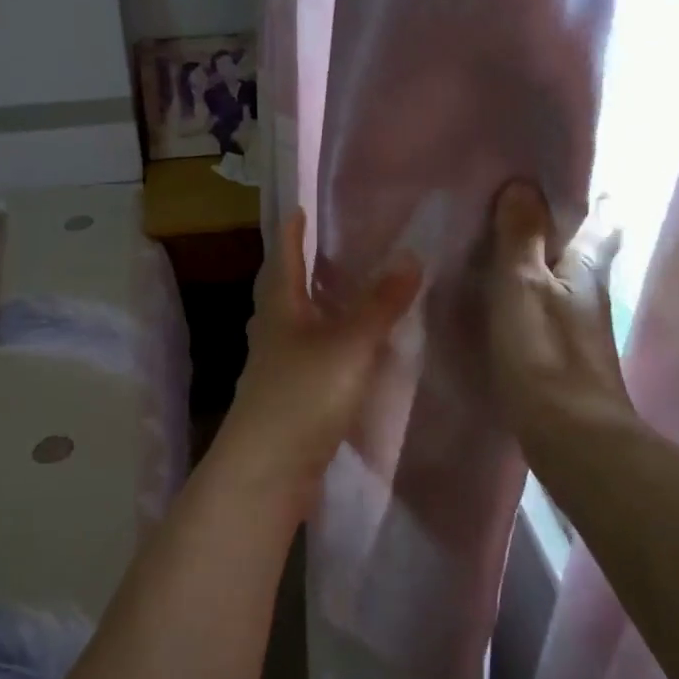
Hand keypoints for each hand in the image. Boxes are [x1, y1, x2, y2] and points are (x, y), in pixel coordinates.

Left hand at [209, 209, 421, 511]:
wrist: (268, 471)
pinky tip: (357, 353)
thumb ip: (380, 304)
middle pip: (287, 291)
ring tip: (353, 295)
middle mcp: (274, 332)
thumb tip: (410, 256)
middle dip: (305, 269)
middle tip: (337, 249)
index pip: (284, 258)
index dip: (292, 232)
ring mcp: (279, 368)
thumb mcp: (349, 345)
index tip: (300, 208)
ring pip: (301, 327)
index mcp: (280, 308)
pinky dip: (333, 346)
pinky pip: (314, 360)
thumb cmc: (302, 396)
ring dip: (321, 308)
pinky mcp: (292, 400)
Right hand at [485, 180, 641, 453]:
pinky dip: (524, 292)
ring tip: (499, 241)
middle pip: (582, 248)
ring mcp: (576, 325)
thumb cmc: (546, 353)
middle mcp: (588, 291)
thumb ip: (520, 237)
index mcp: (586, 267)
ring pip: (560, 278)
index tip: (558, 177)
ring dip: (538, 258)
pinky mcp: (559, 353)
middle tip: (517, 203)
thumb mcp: (523, 286)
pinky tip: (499, 296)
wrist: (571, 437)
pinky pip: (542, 306)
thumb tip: (522, 184)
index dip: (590, 197)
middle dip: (559, 225)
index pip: (601, 220)